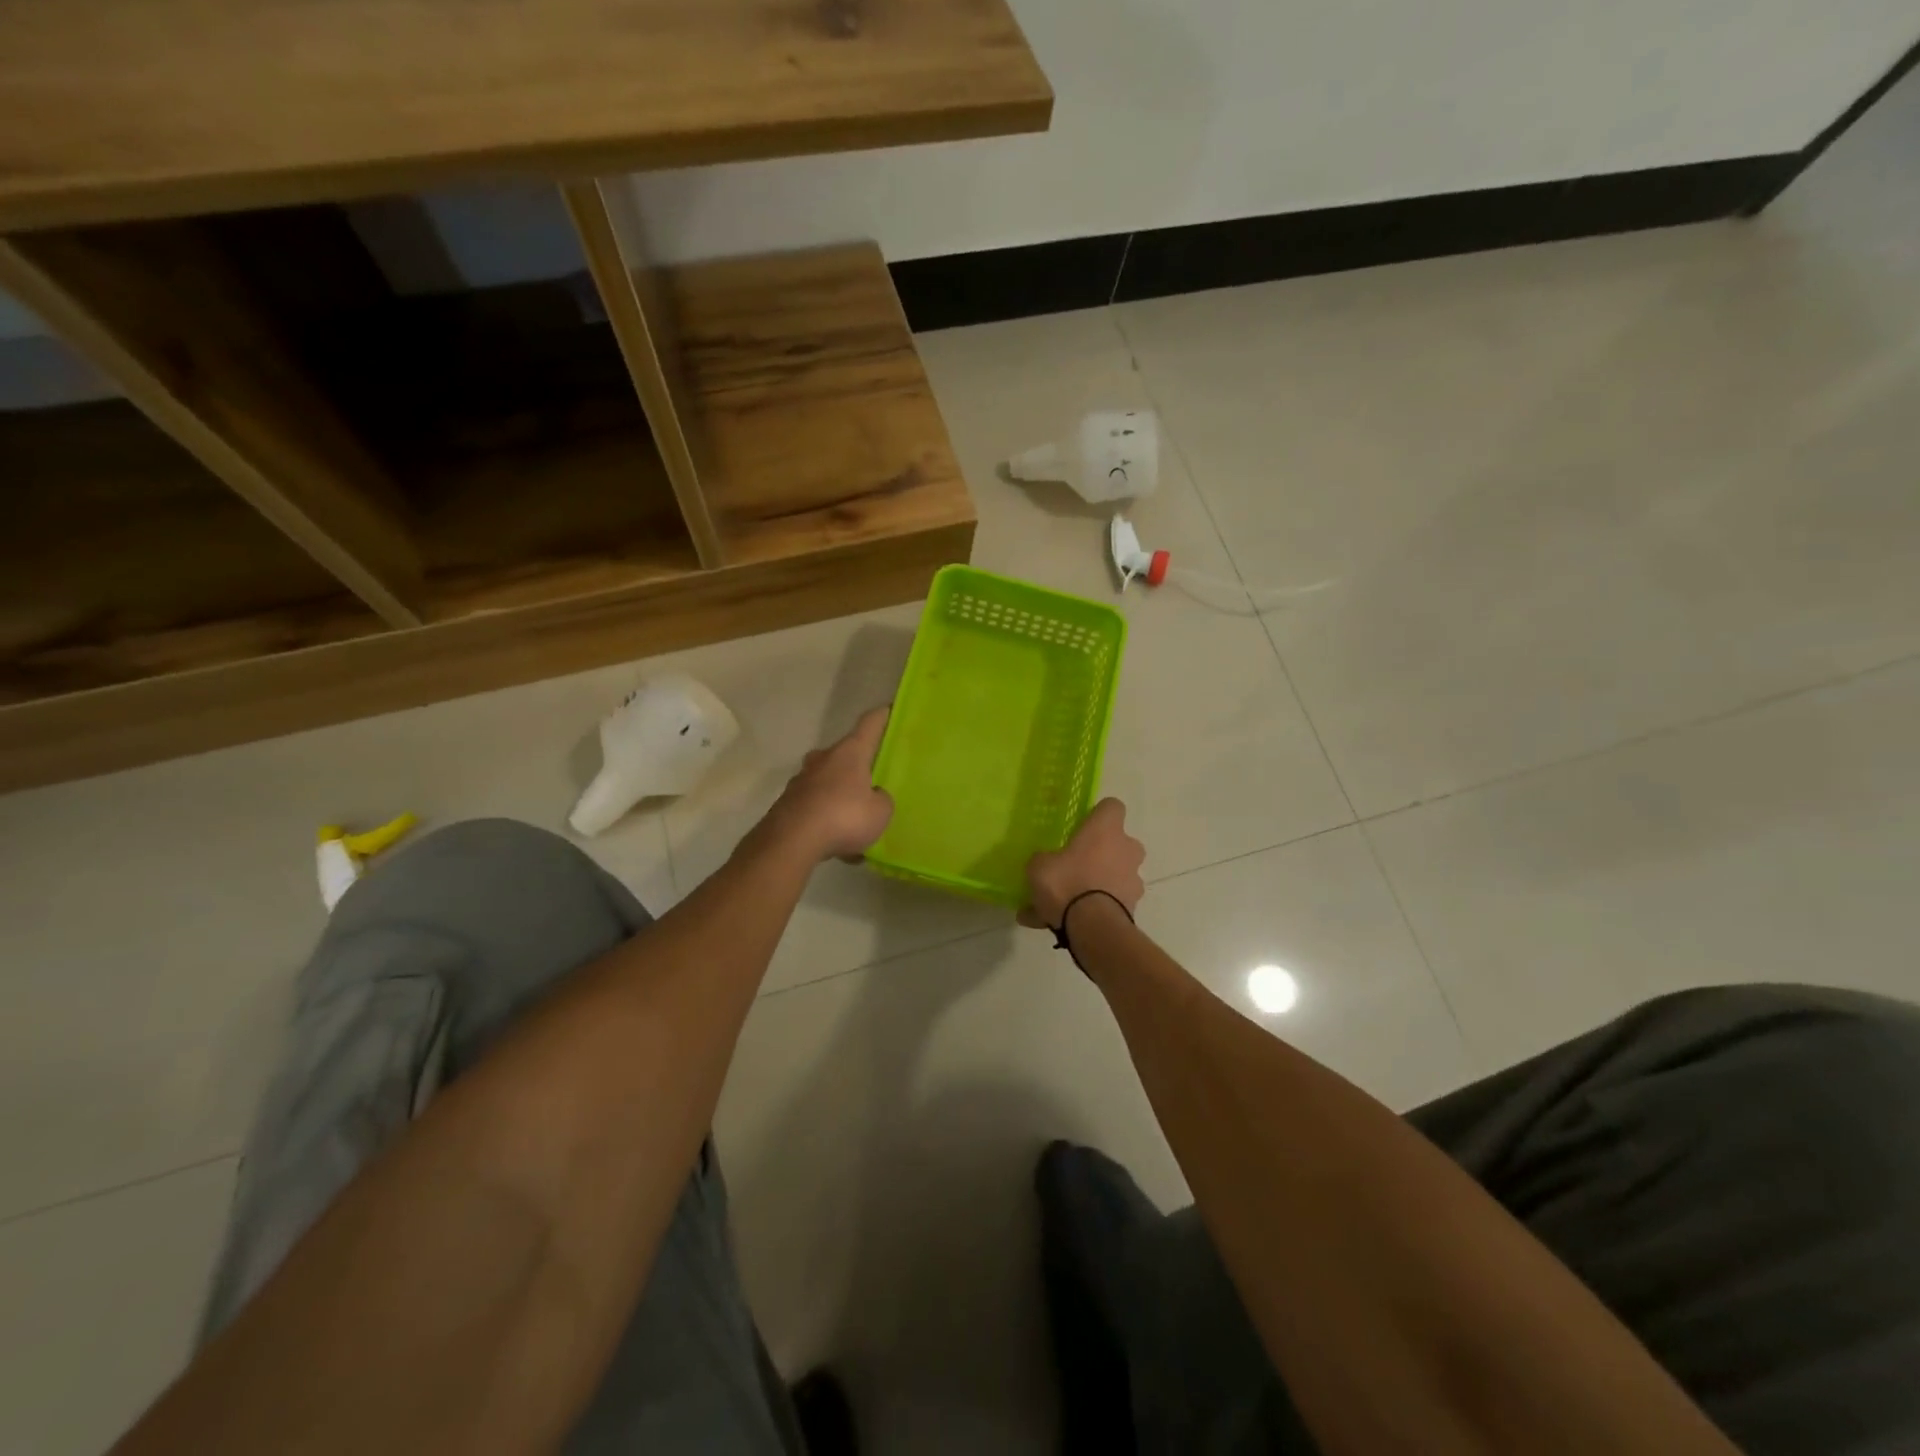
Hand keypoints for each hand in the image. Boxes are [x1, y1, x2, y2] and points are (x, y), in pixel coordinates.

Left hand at [764, 706, 894, 863]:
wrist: (791, 841)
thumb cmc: (844, 817)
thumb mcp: (880, 812)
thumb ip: (881, 800)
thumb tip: (874, 796)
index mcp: (850, 753)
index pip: (869, 725)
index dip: (881, 717)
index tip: (888, 710)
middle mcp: (823, 759)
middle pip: (845, 754)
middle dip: (858, 765)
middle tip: (873, 779)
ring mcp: (802, 780)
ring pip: (828, 782)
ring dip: (841, 796)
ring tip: (856, 822)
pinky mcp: (788, 803)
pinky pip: (816, 806)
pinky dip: (827, 819)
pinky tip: (837, 844)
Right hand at [1022, 798, 1145, 928]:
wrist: (1093, 928)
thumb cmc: (1067, 883)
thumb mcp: (1039, 866)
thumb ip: (1043, 860)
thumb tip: (1044, 861)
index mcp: (1106, 830)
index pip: (1112, 806)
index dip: (1097, 814)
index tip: (1082, 825)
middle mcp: (1127, 849)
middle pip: (1118, 843)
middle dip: (1100, 853)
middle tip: (1074, 866)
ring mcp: (1133, 879)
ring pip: (1114, 875)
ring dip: (1096, 883)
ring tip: (1063, 903)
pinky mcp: (1133, 906)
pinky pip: (1107, 903)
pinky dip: (1091, 910)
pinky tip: (1062, 923)